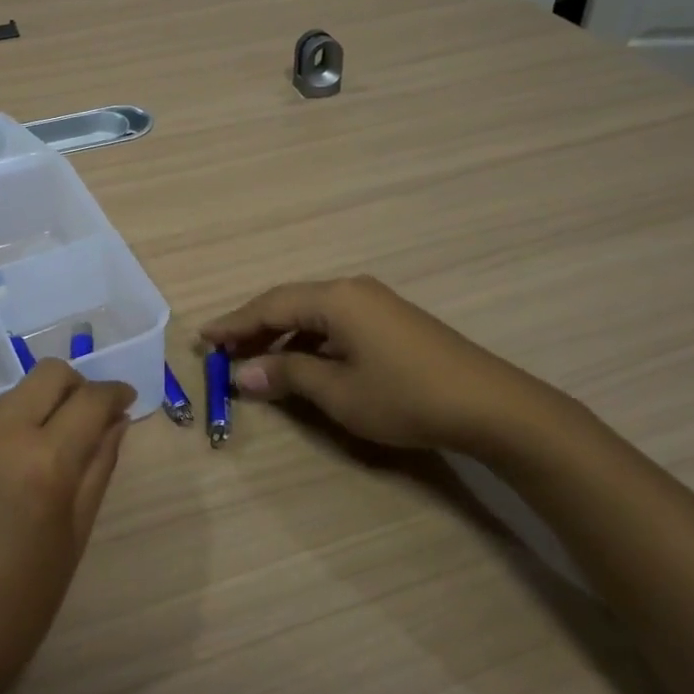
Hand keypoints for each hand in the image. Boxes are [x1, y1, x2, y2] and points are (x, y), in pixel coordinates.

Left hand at [0, 360, 134, 693]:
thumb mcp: (74, 538)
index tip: (124, 401)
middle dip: (76, 387)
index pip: (91, 399)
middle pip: (48, 374)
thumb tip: (117, 421)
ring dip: (33, 412)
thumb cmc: (17, 607)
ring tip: (34, 458)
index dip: (115, 393)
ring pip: (10, 397)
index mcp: (43, 462)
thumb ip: (99, 468)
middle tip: (84, 418)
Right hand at [200, 275, 582, 456]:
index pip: (269, 305)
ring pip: (313, 313)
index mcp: (335, 298)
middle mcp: (351, 290)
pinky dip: (310, 339)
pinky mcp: (391, 320)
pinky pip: (336, 322)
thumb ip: (287, 376)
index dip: (234, 324)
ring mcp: (375, 303)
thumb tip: (242, 374)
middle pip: (290, 303)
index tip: (203, 338)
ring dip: (282, 334)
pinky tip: (303, 361)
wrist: (490, 404)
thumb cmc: (405, 396)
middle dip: (254, 327)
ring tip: (256, 359)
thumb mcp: (338, 391)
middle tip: (223, 351)